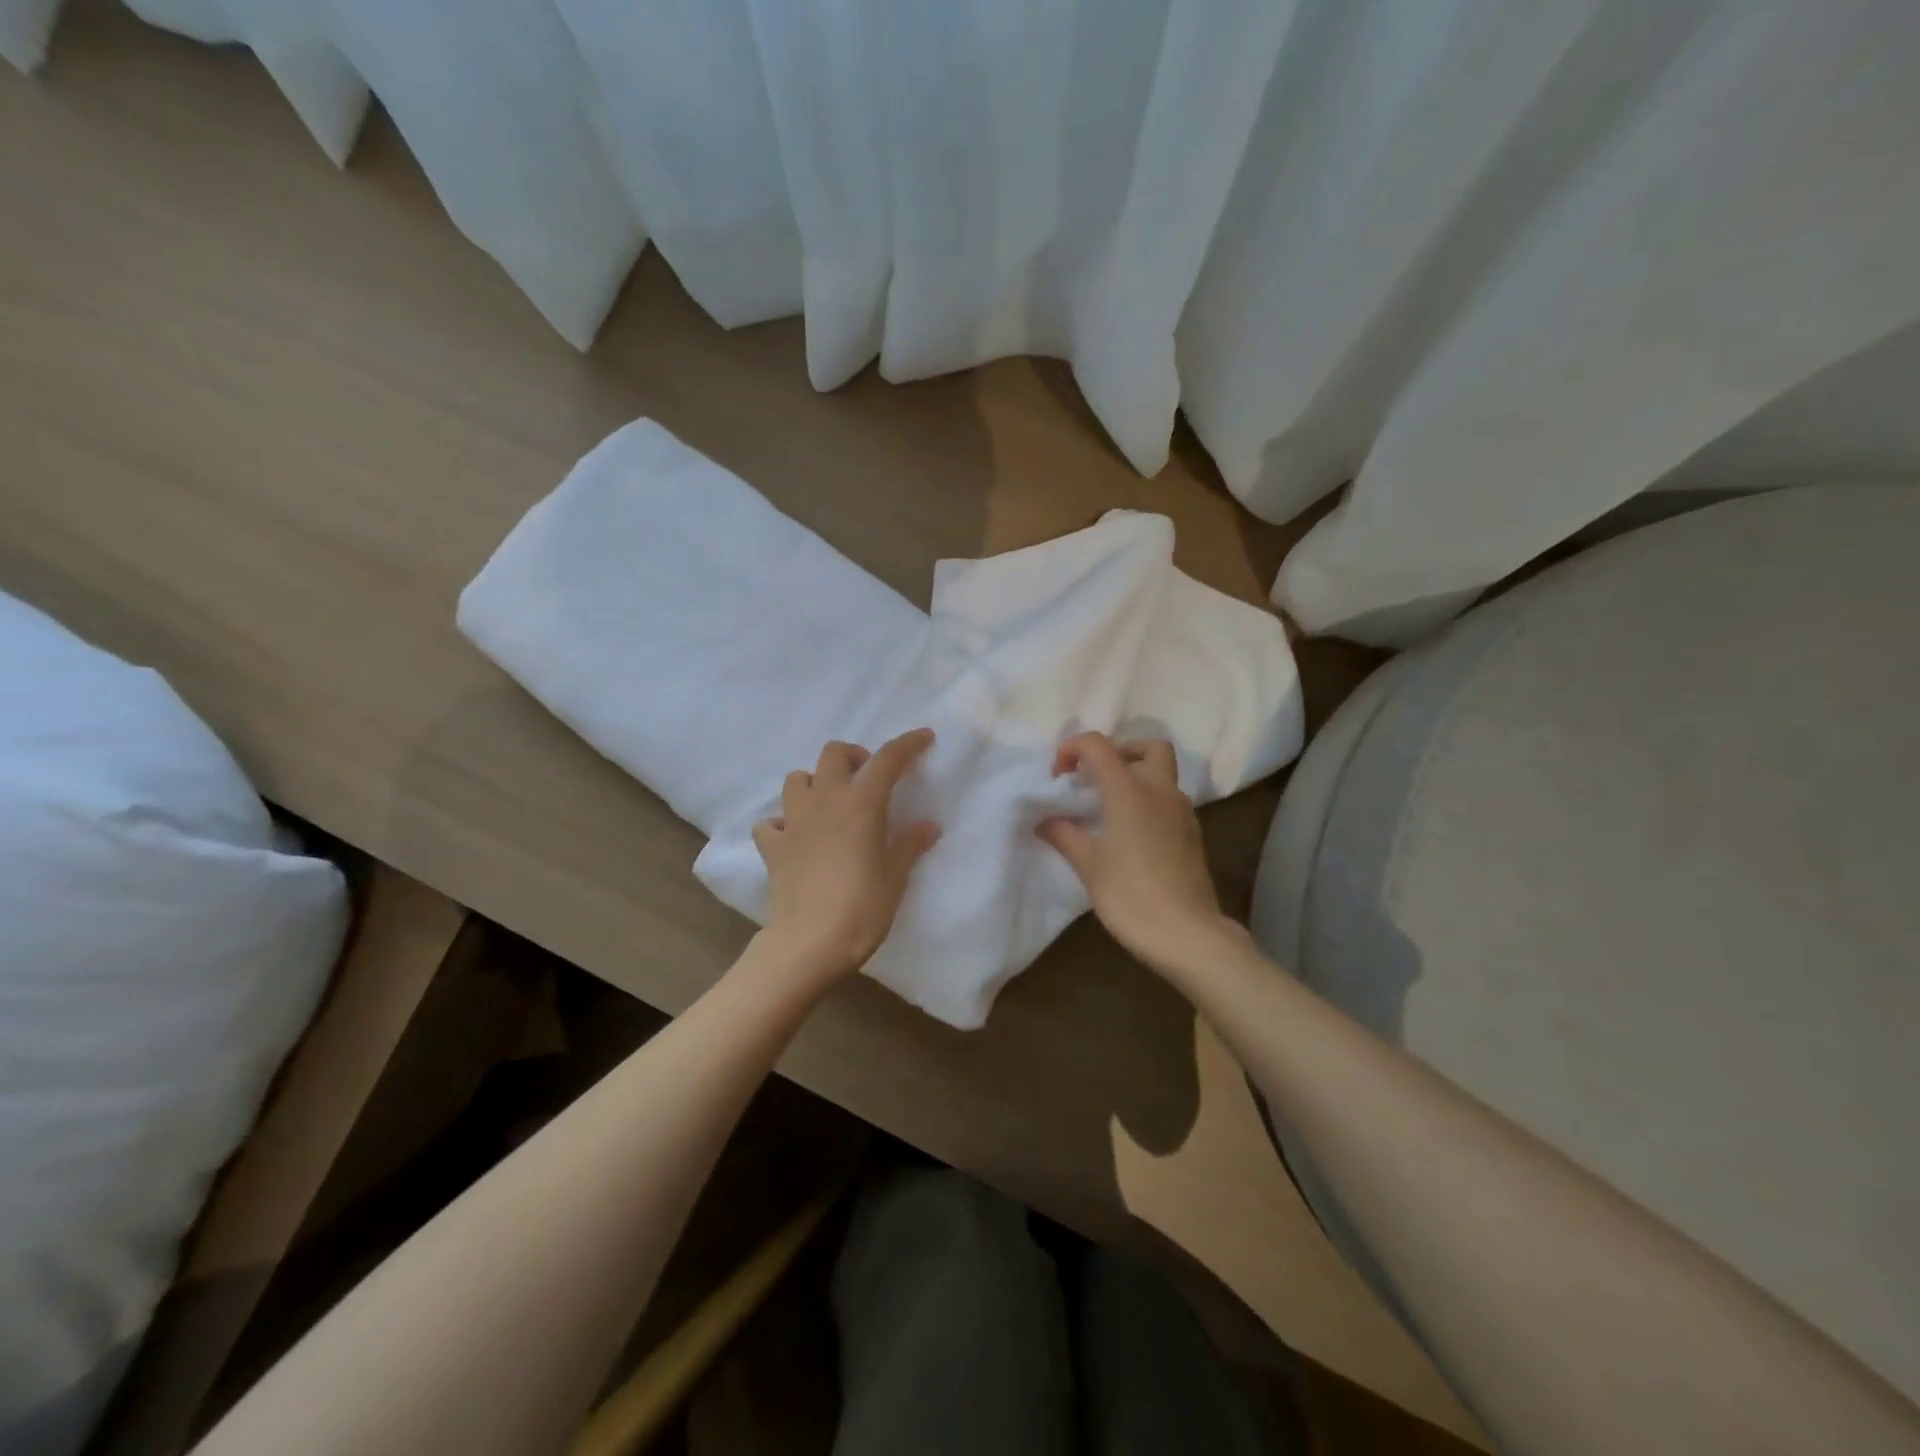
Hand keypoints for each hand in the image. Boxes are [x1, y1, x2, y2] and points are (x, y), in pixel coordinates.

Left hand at [751, 729, 940, 981]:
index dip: (908, 744)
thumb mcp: (896, 876)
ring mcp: (793, 821)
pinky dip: (784, 823)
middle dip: (853, 756)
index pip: (888, 759)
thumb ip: (909, 844)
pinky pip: (772, 822)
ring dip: (816, 782)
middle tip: (869, 778)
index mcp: (861, 803)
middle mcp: (824, 801)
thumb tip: (928, 826)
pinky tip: (796, 838)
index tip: (924, 737)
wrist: (810, 942)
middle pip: (833, 754)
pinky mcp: (772, 847)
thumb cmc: (862, 907)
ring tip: (831, 804)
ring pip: (797, 779)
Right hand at [1037, 732, 1234, 975]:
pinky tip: (1131, 833)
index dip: (1073, 748)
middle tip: (1096, 777)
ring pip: (1163, 774)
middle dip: (1120, 751)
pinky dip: (1149, 801)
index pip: (1099, 745)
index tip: (1057, 775)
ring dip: (1136, 776)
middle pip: (1148, 747)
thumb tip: (1044, 820)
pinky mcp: (1192, 834)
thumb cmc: (1130, 895)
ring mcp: (1182, 812)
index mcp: (1129, 790)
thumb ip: (1064, 834)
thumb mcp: (1088, 865)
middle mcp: (1160, 791)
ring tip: (1109, 808)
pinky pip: (1170, 800)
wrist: (1187, 934)